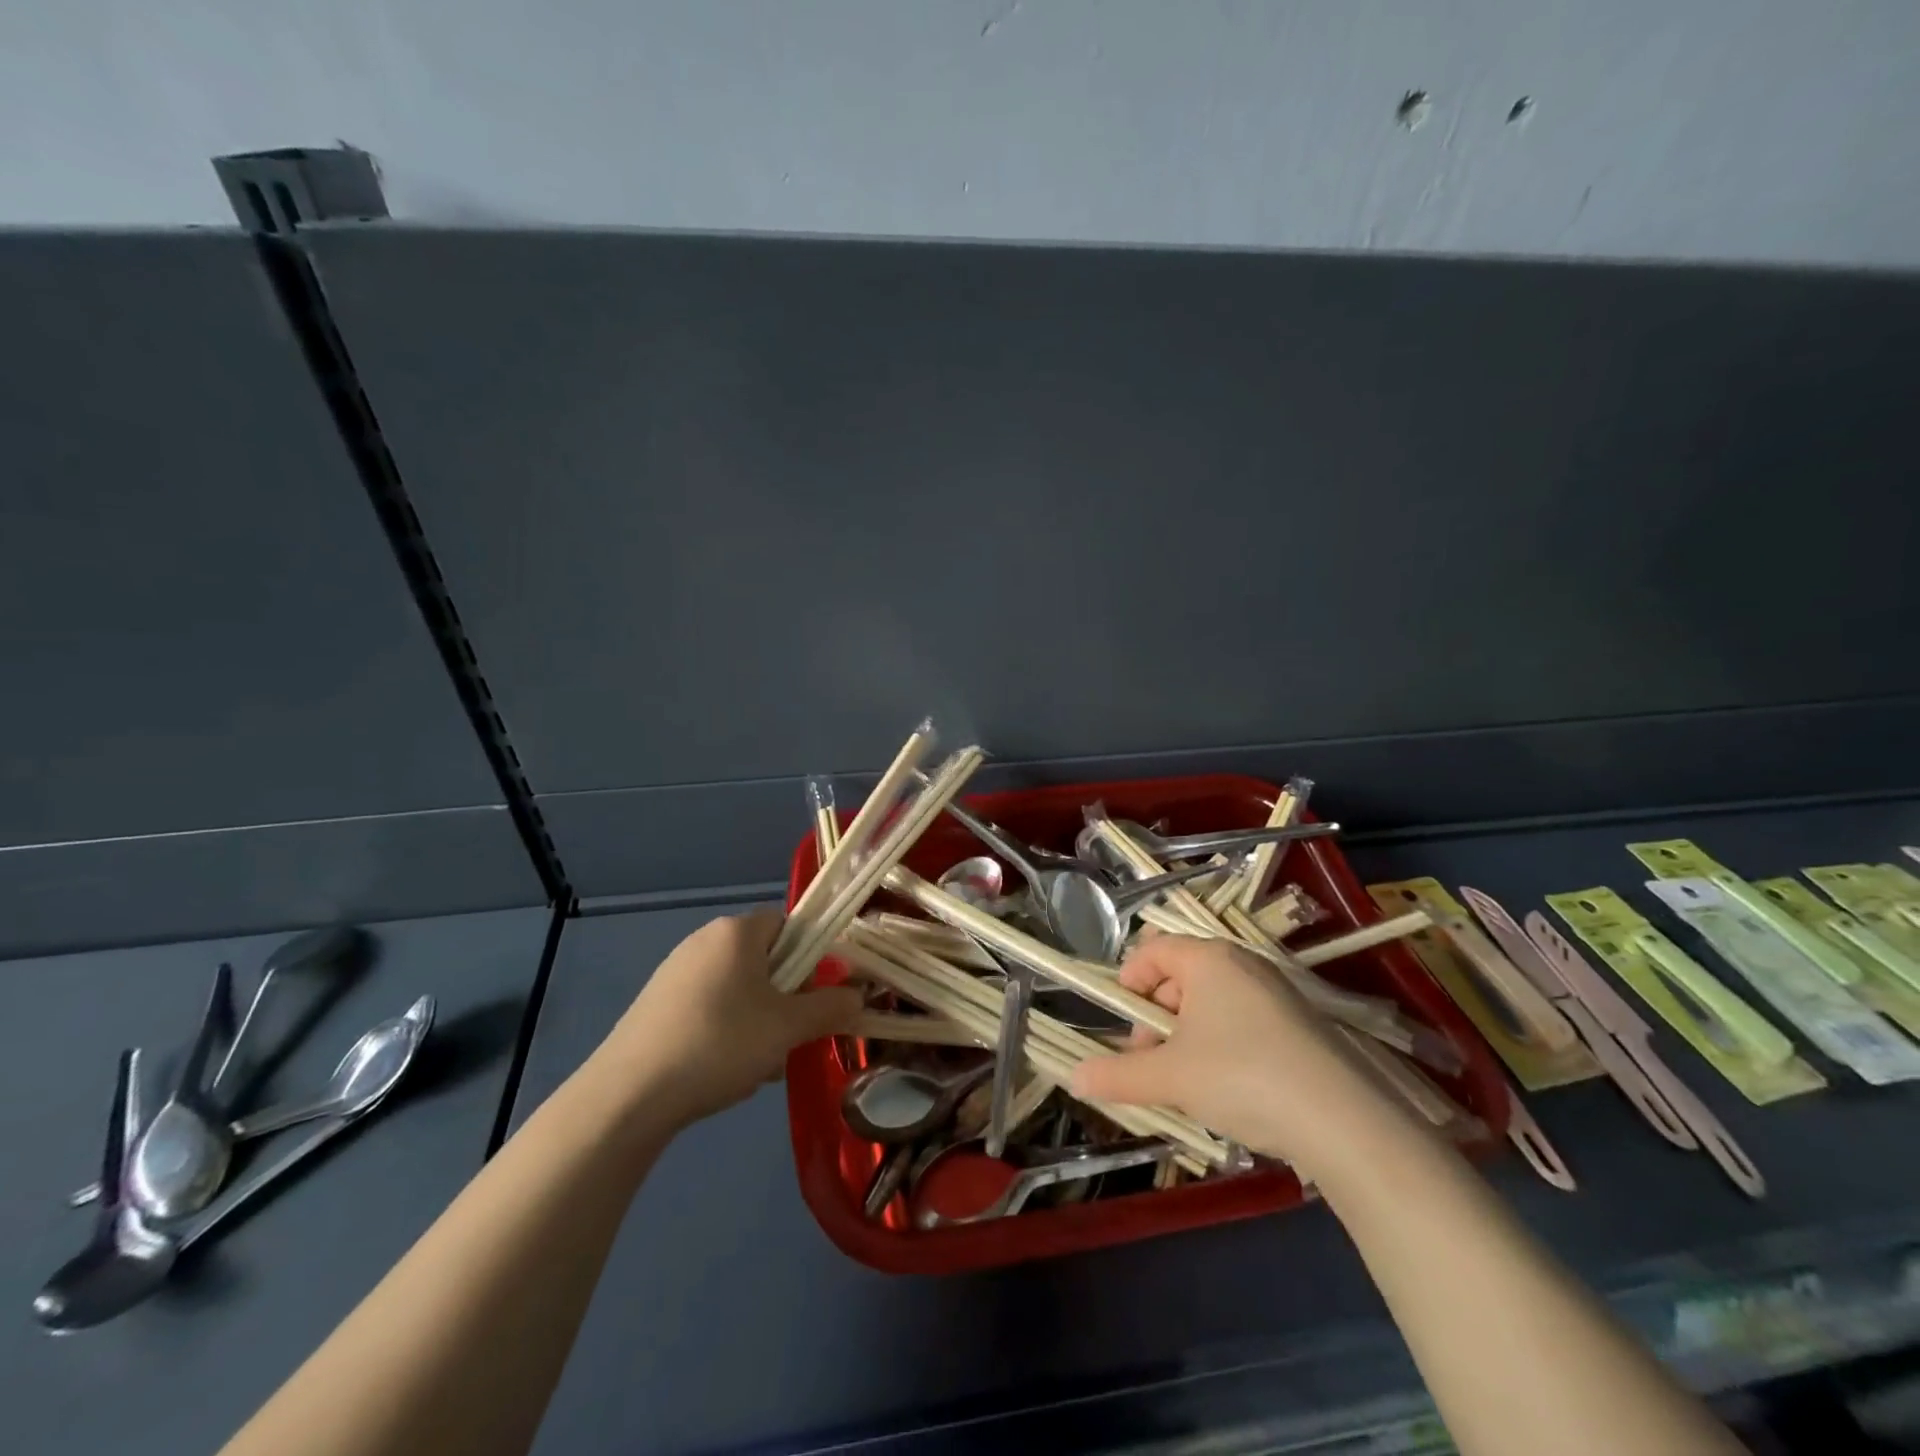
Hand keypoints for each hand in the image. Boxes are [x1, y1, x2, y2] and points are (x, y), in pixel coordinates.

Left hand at [599, 909, 860, 1126]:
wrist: (628, 1095)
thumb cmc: (720, 1044)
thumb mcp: (788, 1028)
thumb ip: (830, 1008)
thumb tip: (858, 997)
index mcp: (736, 931)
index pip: (790, 925)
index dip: (813, 957)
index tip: (818, 996)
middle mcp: (704, 940)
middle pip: (765, 959)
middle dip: (786, 997)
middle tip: (793, 1035)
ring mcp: (675, 972)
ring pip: (739, 988)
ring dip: (760, 1019)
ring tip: (760, 1063)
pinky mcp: (656, 1004)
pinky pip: (709, 1006)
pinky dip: (727, 1030)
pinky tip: (724, 1070)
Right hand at [1070, 934, 1403, 1175]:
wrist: (1344, 1121)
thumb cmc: (1242, 1077)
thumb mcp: (1171, 1077)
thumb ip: (1118, 1076)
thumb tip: (1073, 1077)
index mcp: (1208, 960)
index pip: (1153, 950)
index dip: (1128, 980)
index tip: (1120, 1021)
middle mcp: (1243, 965)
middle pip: (1180, 976)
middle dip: (1155, 1016)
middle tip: (1148, 1059)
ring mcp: (1276, 994)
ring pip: (1212, 1002)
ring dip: (1185, 1035)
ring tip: (1183, 1081)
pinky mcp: (1300, 1026)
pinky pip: (1242, 1021)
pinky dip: (1220, 1044)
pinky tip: (1225, 1088)